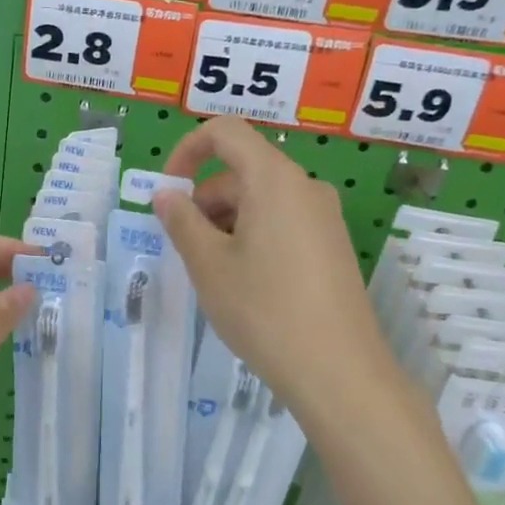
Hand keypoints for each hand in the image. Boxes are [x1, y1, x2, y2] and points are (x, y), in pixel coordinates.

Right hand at [155, 119, 398, 420]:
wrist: (338, 371)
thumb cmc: (264, 310)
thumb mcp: (208, 265)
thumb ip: (181, 221)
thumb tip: (166, 195)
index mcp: (274, 179)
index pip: (225, 132)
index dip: (187, 151)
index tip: (167, 192)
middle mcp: (305, 187)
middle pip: (242, 170)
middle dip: (204, 200)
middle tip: (186, 249)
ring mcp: (324, 217)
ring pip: (261, 200)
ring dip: (226, 222)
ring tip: (213, 273)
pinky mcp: (332, 246)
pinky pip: (282, 222)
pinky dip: (252, 237)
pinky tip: (245, 283)